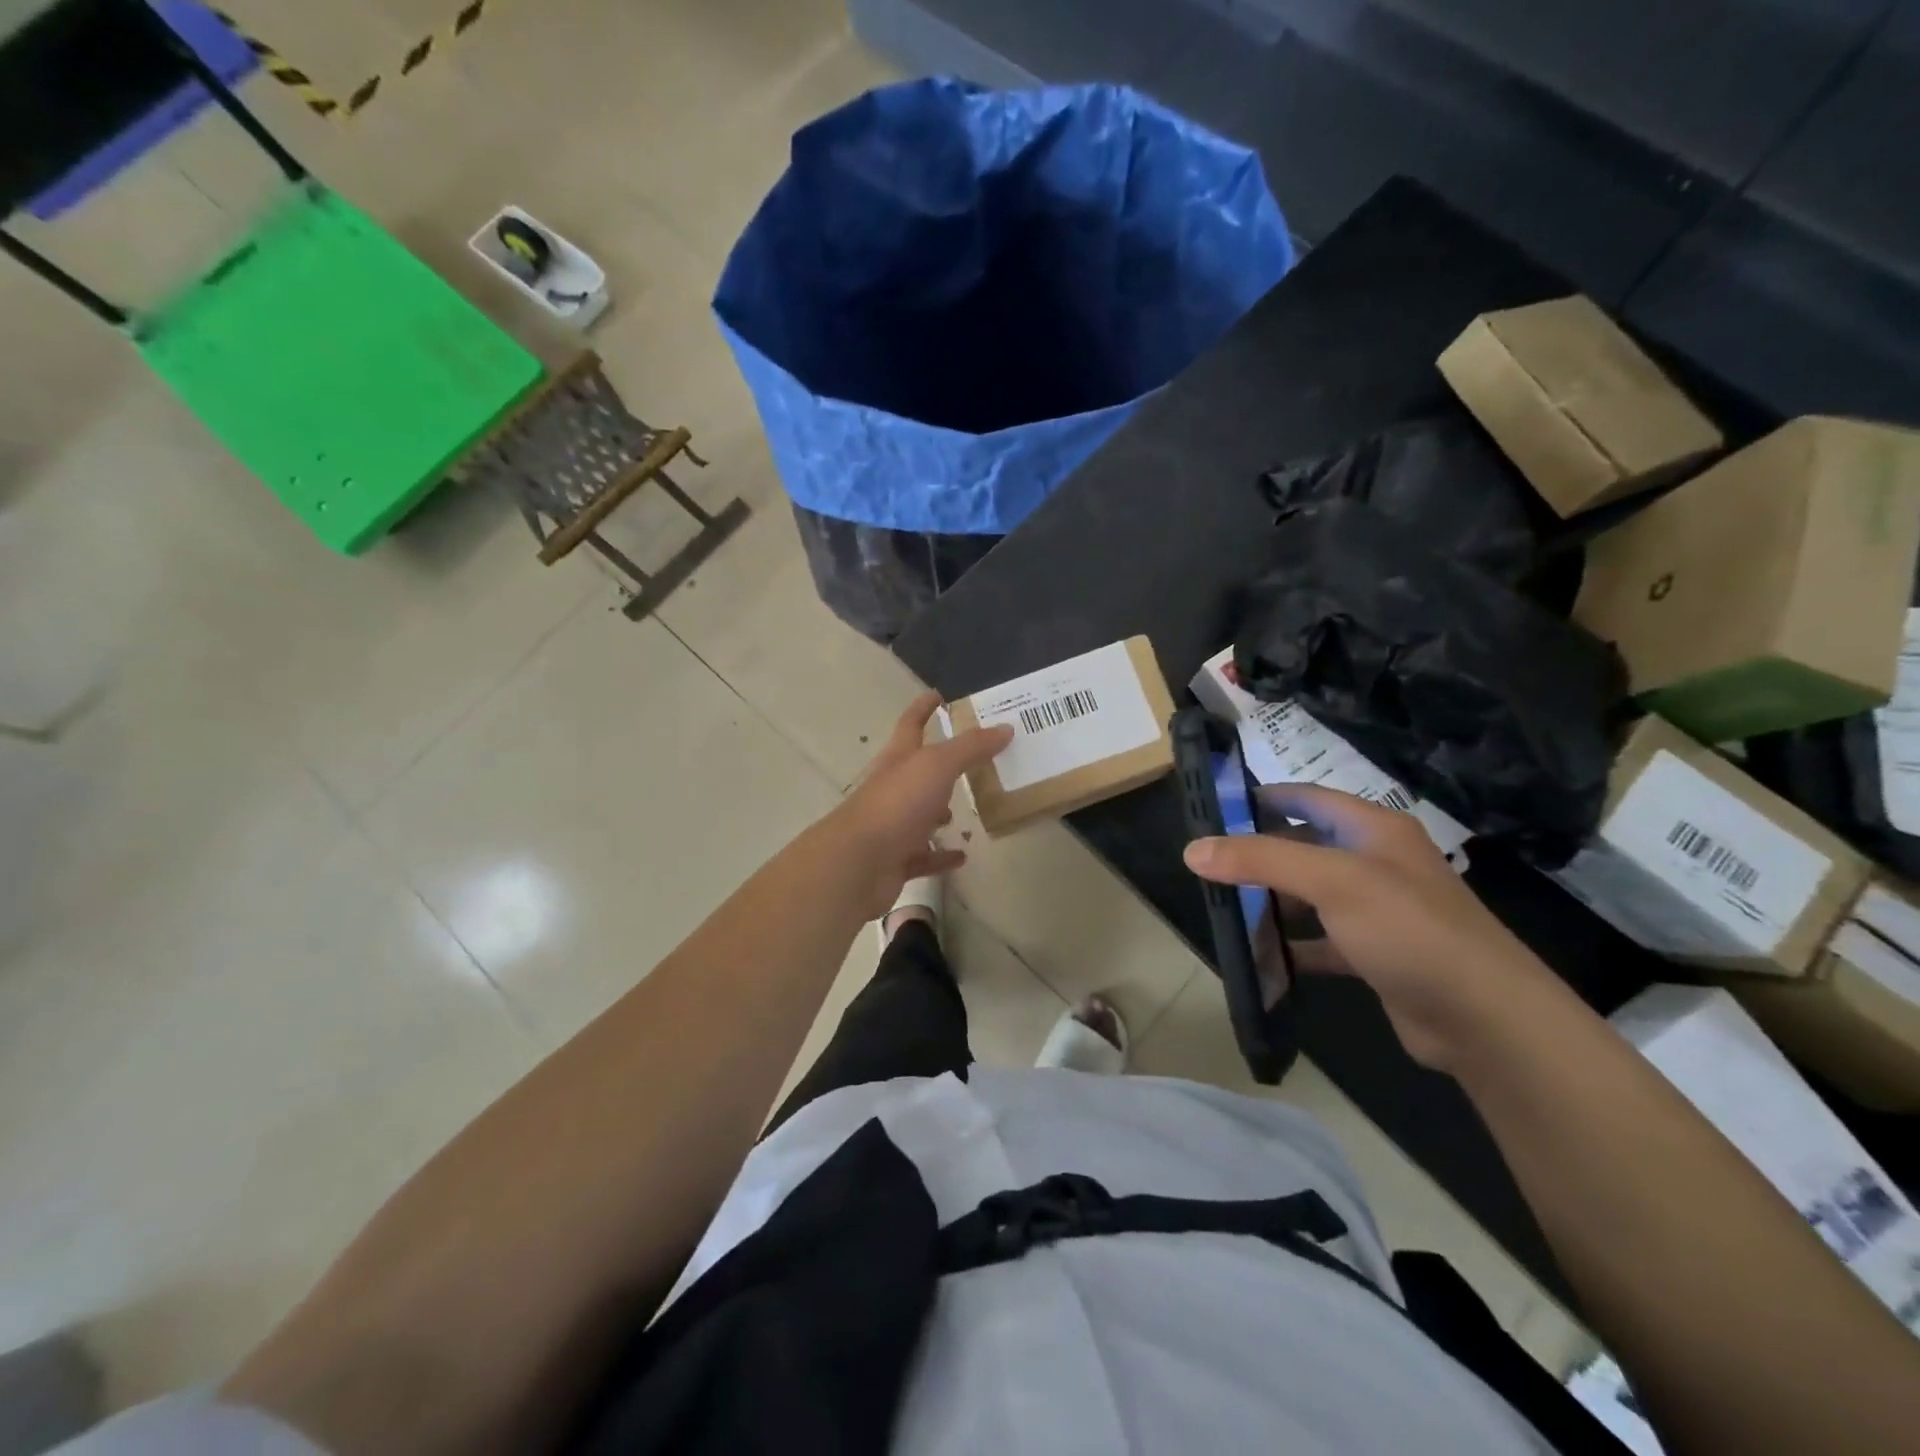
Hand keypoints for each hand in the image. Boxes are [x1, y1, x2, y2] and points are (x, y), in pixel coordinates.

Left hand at [828, 691, 1013, 919]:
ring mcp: (892, 825)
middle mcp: (892, 788)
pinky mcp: (896, 859)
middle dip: (941, 765)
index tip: (938, 695)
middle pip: (917, 770)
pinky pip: (924, 855)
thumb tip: (1005, 728)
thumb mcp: (937, 766)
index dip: (923, 707)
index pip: (911, 724)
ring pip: (920, 813)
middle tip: (974, 761)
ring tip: (971, 811)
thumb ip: (970, 747)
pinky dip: (941, 855)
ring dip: (941, 812)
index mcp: (898, 758)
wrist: (858, 863)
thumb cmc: (897, 803)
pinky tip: (961, 855)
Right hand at [1183, 784, 1556, 1069]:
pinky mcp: (1375, 954)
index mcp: (1374, 830)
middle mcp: (1377, 863)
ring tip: (1222, 905)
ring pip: (1310, 895)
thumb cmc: (1408, 929)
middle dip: (1258, 853)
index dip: (1263, 797)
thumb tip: (1192, 849)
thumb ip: (1261, 859)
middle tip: (1207, 864)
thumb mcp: (1332, 881)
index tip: (1213, 809)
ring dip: (1271, 900)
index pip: (1308, 798)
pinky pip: (1321, 941)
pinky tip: (1259, 955)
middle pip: (1305, 846)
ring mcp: (1377, 911)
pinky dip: (1291, 945)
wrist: (1485, 1019)